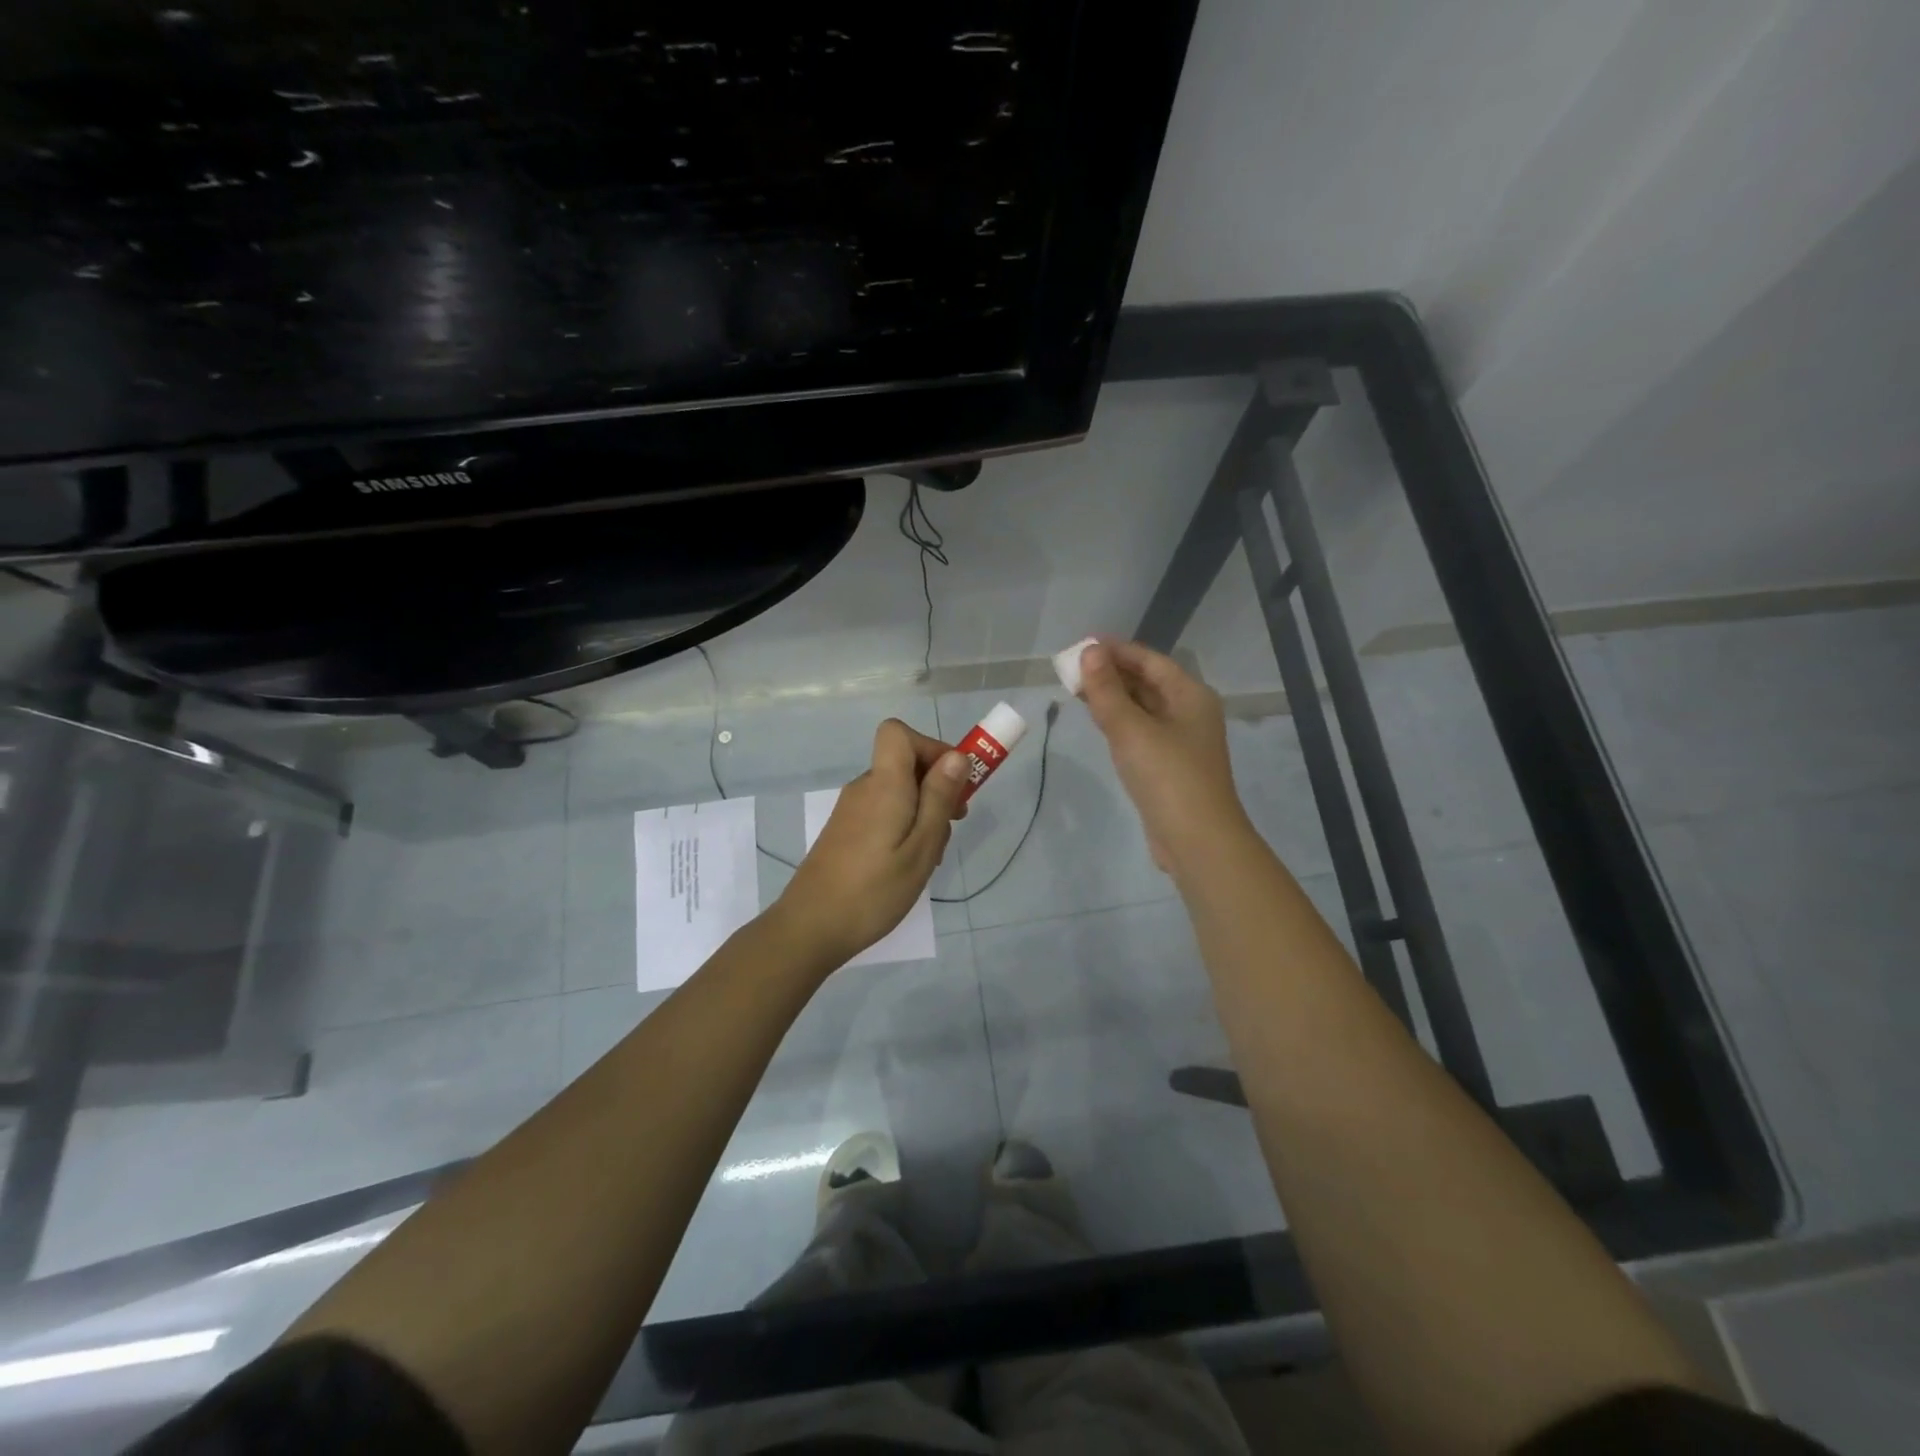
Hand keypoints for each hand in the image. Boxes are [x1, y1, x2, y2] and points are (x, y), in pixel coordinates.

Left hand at [773, 719, 970, 967]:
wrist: (811, 928)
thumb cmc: (874, 890)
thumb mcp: (921, 847)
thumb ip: (939, 798)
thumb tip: (956, 756)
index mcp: (883, 784)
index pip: (898, 733)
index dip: (930, 746)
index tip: (952, 781)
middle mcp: (864, 788)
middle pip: (903, 764)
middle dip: (936, 785)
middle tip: (953, 826)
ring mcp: (851, 810)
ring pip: (897, 792)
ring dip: (922, 812)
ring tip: (931, 856)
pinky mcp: (844, 831)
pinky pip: (882, 812)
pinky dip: (903, 826)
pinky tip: (907, 865)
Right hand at [1077, 638, 1250, 874]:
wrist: (1197, 840)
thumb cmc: (1167, 777)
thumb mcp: (1131, 729)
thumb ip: (1107, 690)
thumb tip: (1090, 653)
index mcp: (1190, 695)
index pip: (1149, 660)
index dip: (1115, 650)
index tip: (1081, 646)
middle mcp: (1189, 712)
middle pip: (1146, 681)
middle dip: (1110, 672)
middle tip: (1071, 669)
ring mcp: (1180, 740)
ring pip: (1142, 707)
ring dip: (1112, 696)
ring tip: (1076, 689)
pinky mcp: (1168, 765)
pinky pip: (1140, 731)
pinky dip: (1118, 721)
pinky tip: (1097, 720)